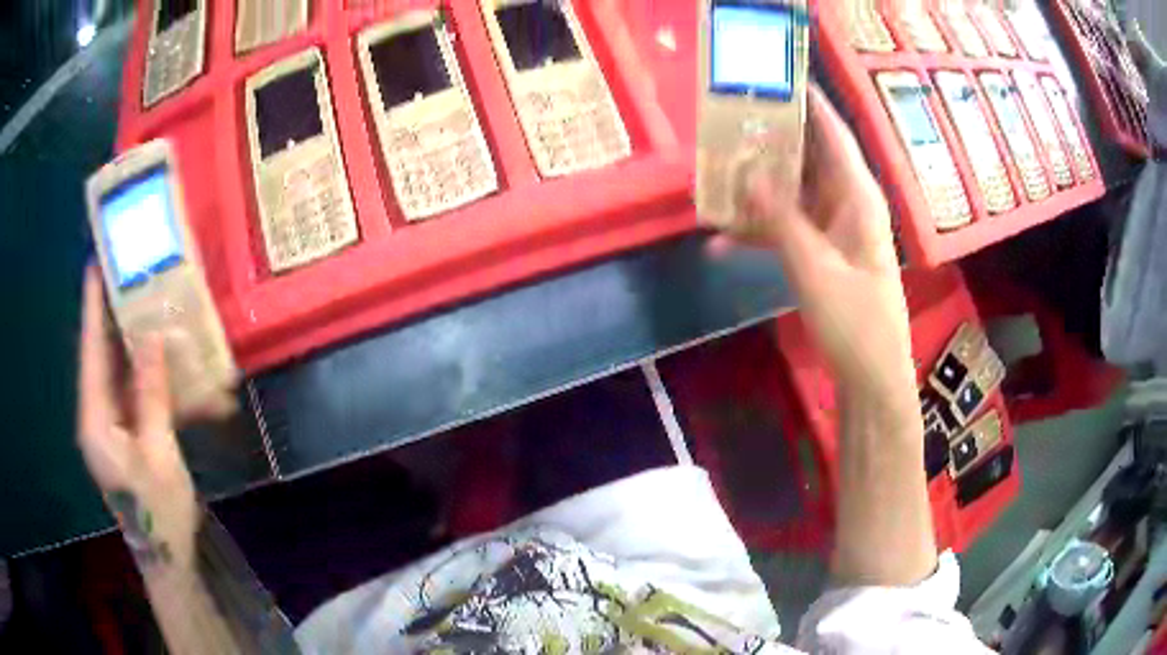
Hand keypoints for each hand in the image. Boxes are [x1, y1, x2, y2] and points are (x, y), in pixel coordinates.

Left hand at [77, 267, 198, 573]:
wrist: (166, 555)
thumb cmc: (160, 511)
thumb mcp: (159, 454)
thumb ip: (151, 395)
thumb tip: (151, 339)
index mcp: (96, 421)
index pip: (91, 353)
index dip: (93, 308)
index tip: (97, 265)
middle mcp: (96, 415)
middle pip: (101, 356)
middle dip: (112, 316)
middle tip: (128, 275)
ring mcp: (109, 424)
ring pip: (116, 371)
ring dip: (131, 342)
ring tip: (147, 304)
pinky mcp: (122, 432)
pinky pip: (131, 392)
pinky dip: (145, 374)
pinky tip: (163, 358)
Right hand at [714, 86, 915, 403]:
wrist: (870, 376)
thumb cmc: (855, 322)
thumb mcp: (814, 268)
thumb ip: (780, 218)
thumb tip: (748, 172)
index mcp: (858, 197)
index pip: (832, 134)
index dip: (808, 103)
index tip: (776, 75)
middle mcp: (847, 203)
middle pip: (808, 157)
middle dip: (770, 138)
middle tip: (729, 117)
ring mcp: (833, 228)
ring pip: (791, 191)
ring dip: (756, 185)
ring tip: (713, 169)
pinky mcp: (821, 252)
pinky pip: (786, 227)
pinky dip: (757, 230)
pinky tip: (719, 239)